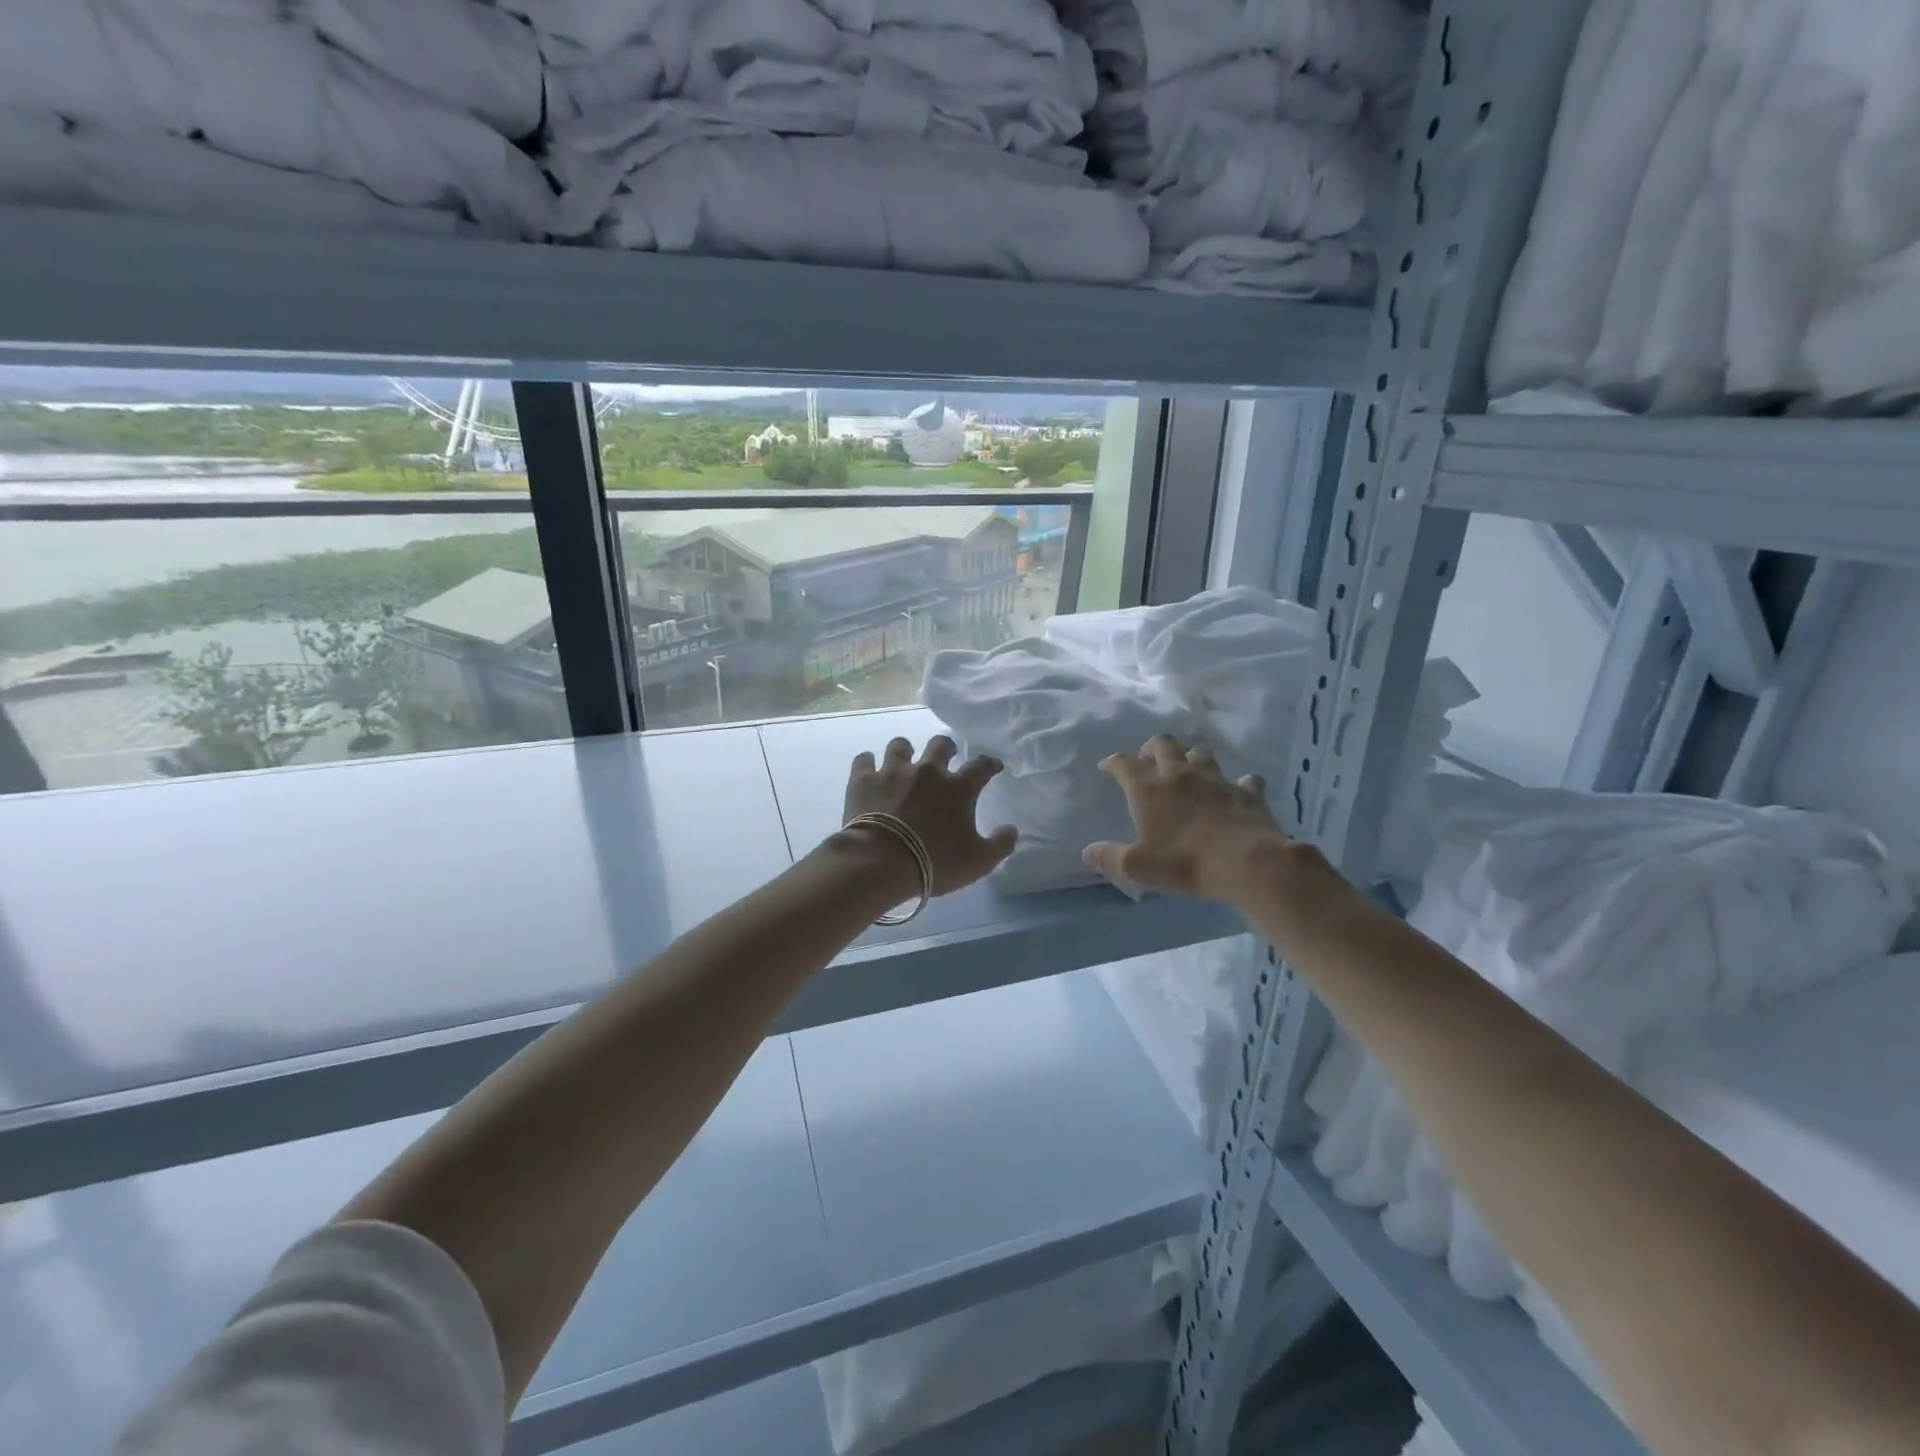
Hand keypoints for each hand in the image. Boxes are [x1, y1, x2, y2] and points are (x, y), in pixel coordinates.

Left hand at [842, 736, 1018, 896]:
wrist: (882, 861)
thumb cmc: (935, 862)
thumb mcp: (979, 862)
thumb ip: (1000, 845)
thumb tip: (1012, 830)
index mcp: (958, 787)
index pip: (981, 766)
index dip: (989, 764)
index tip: (993, 767)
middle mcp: (928, 771)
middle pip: (941, 744)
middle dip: (947, 747)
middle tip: (947, 756)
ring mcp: (893, 771)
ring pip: (901, 745)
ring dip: (906, 751)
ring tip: (905, 760)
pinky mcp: (864, 779)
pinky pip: (864, 759)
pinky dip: (868, 763)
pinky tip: (869, 770)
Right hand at [1084, 733, 1289, 900]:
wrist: (1248, 862)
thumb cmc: (1185, 862)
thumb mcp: (1139, 866)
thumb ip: (1110, 858)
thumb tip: (1087, 853)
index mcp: (1149, 789)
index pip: (1124, 764)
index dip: (1112, 762)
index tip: (1107, 767)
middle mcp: (1180, 775)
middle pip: (1164, 744)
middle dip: (1152, 748)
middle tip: (1149, 762)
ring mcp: (1217, 780)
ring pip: (1201, 754)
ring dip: (1192, 759)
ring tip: (1188, 772)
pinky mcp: (1247, 792)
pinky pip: (1244, 780)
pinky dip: (1238, 784)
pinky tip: (1237, 792)